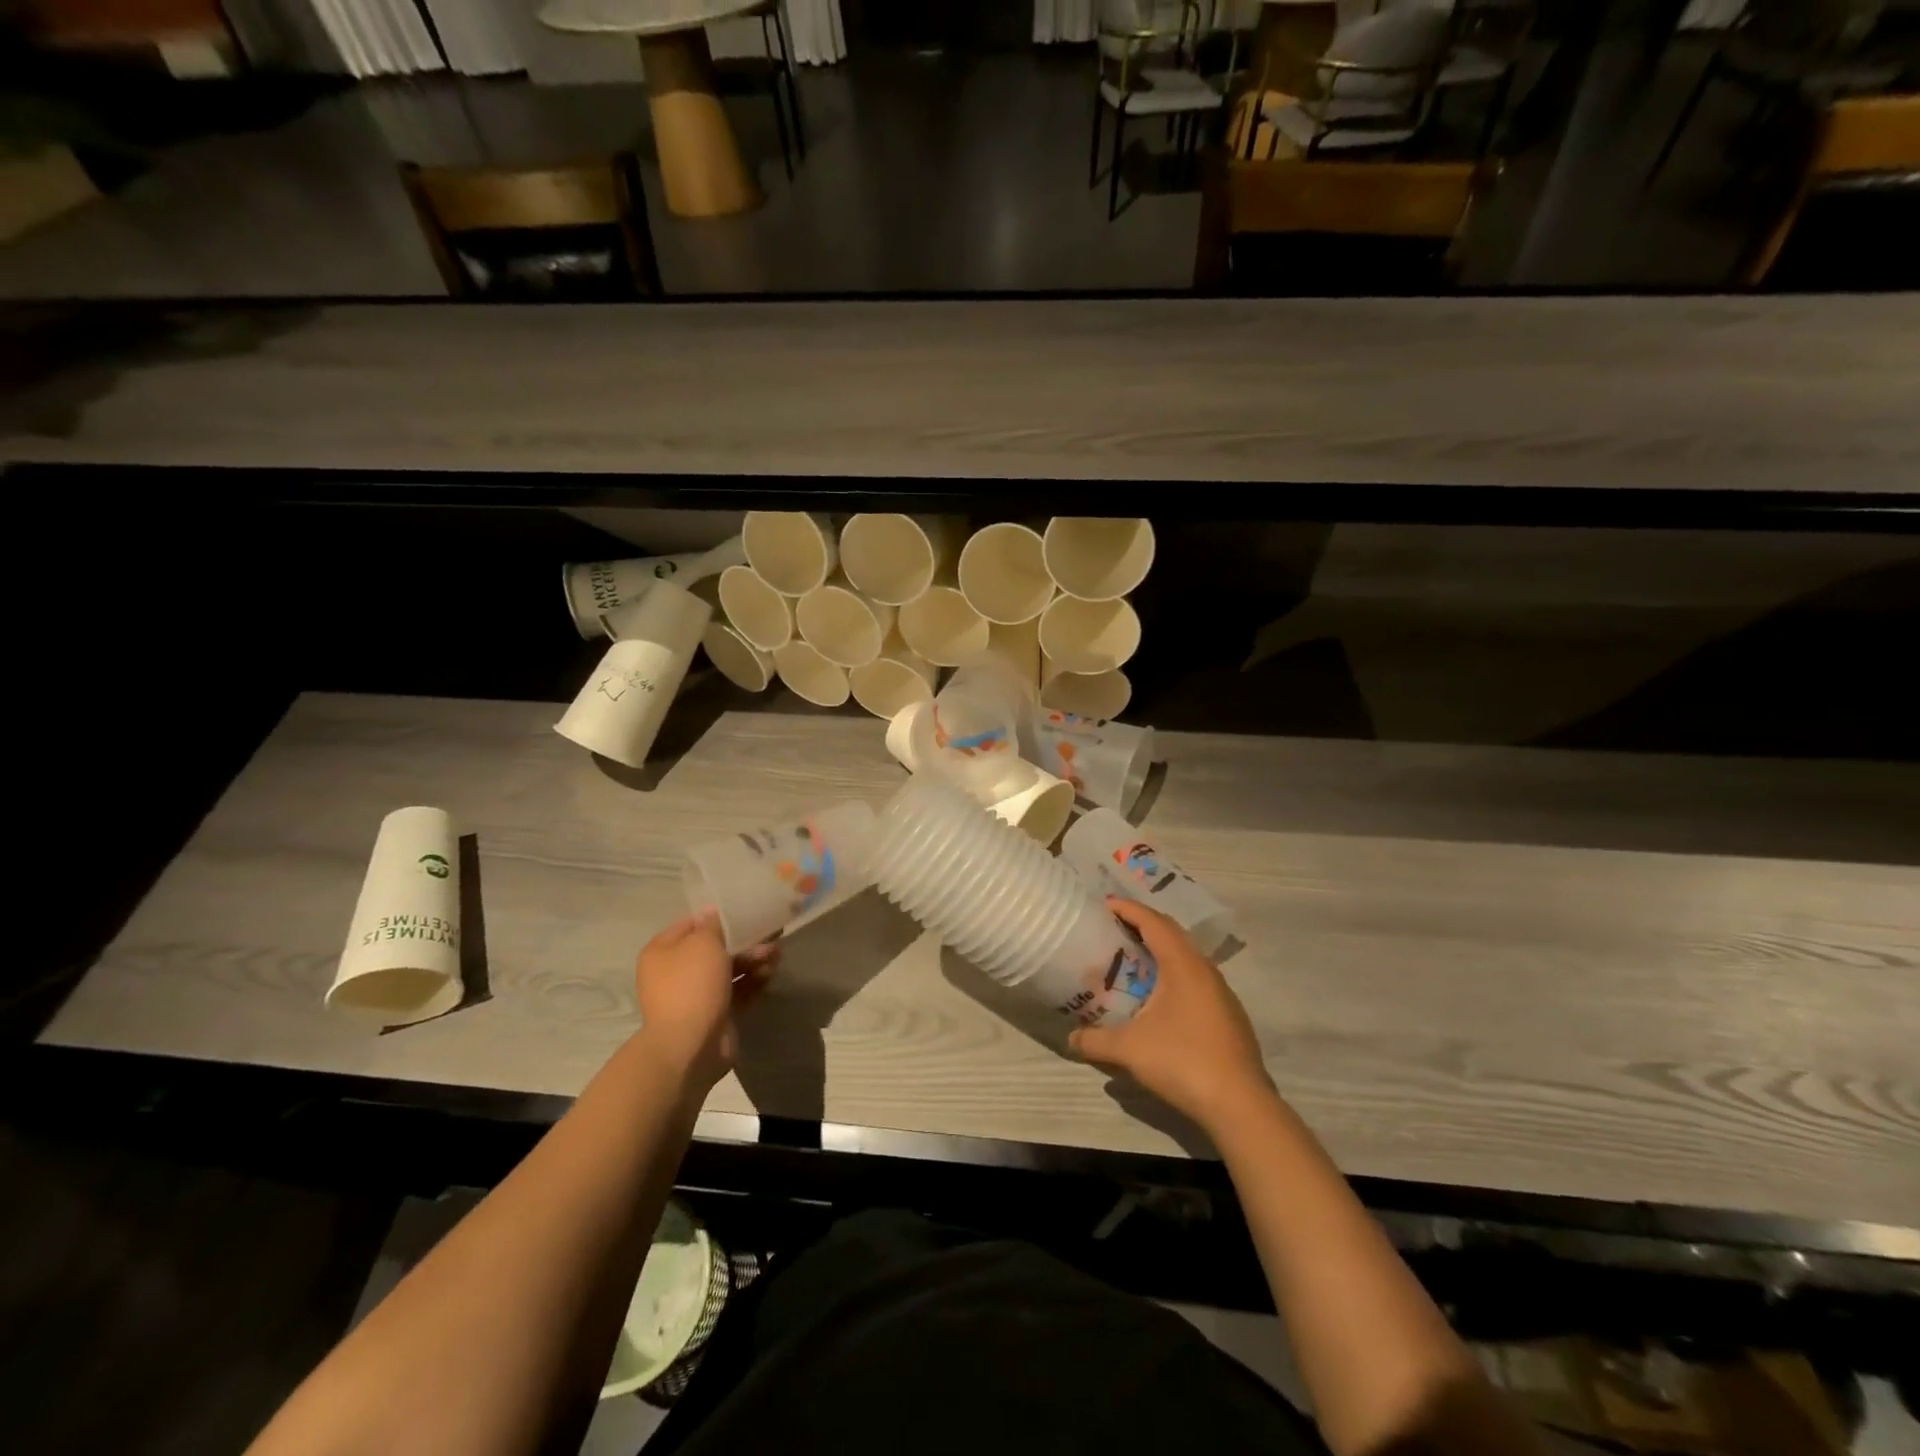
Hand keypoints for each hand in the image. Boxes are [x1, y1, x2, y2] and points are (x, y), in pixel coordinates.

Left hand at [633, 913, 778, 1093]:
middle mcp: (675, 972)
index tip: (745, 910)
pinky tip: (771, 972)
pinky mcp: (715, 1013)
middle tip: (770, 932)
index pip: (691, 924)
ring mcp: (695, 995)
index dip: (717, 916)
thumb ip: (713, 925)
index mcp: (662, 952)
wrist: (690, 1046)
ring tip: (776, 954)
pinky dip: (753, 980)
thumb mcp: (703, 943)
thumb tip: (712, 913)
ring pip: (729, 969)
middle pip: (713, 948)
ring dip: (752, 959)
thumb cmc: (692, 985)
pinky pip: (737, 990)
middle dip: (743, 940)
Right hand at [1070, 897, 1275, 1134]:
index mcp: (1183, 964)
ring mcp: (1221, 993)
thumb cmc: (1183, 1062)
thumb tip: (1069, 1039)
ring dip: (1161, 951)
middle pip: (1172, 933)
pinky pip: (1196, 979)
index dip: (1128, 909)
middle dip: (1143, 925)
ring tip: (1133, 959)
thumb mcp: (1129, 1049)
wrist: (1240, 1105)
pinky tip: (1160, 998)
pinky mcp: (1228, 1015)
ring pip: (1187, 957)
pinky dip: (1174, 974)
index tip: (1104, 904)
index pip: (1153, 922)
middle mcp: (1205, 970)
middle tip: (1114, 927)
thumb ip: (1095, 1041)